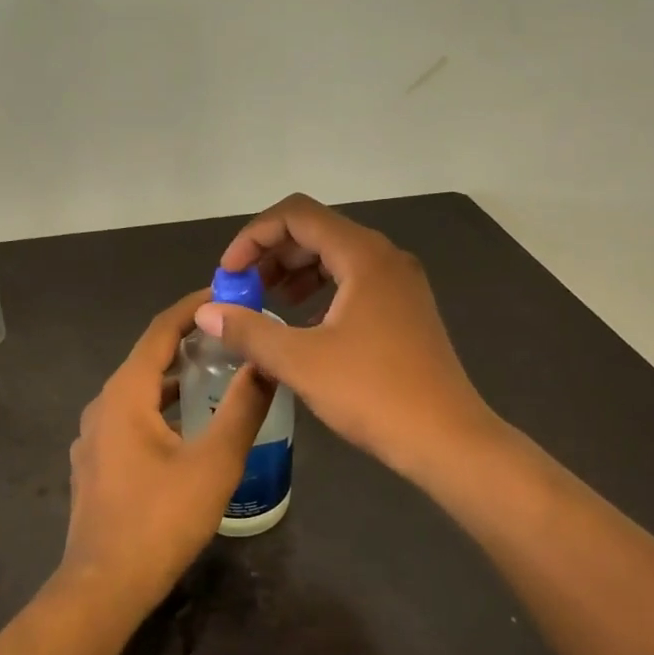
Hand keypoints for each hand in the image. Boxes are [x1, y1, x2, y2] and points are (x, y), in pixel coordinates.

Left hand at [59, 291, 273, 615]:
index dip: (193, 308)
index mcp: (125, 394)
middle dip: (188, 341)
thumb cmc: (161, 519)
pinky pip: (131, 417)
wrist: (103, 587)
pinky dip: (161, 406)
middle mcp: (103, 405)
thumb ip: (243, 408)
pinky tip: (188, 425)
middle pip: (148, 358)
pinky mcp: (96, 463)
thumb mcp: (215, 462)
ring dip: (175, 377)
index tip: (227, 294)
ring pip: (139, 391)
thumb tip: (266, 363)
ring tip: (217, 374)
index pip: (161, 331)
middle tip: (232, 335)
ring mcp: (94, 436)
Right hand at [193, 194, 496, 480]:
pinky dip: (321, 293)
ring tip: (265, 304)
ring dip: (294, 273)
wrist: (446, 439)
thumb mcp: (300, 361)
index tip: (228, 275)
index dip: (253, 237)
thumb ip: (249, 330)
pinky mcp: (405, 309)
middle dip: (271, 255)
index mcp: (363, 255)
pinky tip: (303, 325)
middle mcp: (385, 257)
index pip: (296, 215)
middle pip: (316, 232)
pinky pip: (353, 282)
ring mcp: (400, 283)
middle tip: (241, 291)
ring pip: (335, 257)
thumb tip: (207, 312)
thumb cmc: (372, 393)